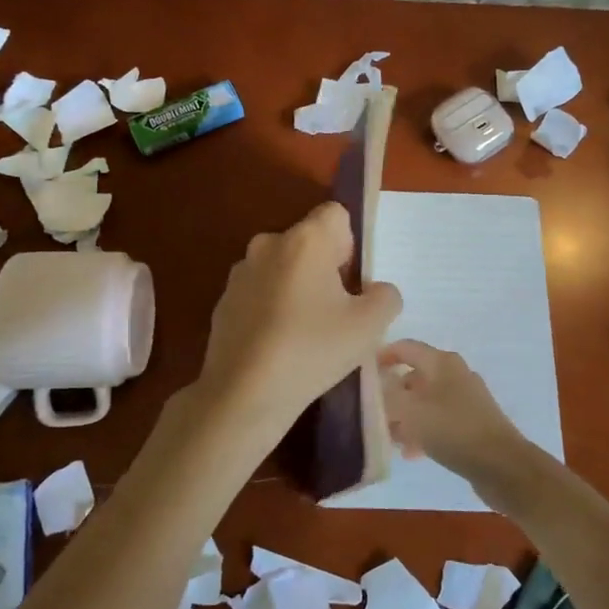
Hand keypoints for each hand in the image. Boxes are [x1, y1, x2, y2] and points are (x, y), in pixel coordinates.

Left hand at [192, 202, 402, 449]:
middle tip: (335, 313)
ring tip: (305, 334)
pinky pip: (259, 293)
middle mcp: (268, 243)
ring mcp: (240, 272)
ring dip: (296, 289)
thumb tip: (376, 291)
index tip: (350, 282)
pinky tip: (278, 346)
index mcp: (305, 240)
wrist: (244, 395)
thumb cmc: (312, 350)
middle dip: (324, 268)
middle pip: (308, 242)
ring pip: (282, 268)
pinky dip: (271, 309)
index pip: (335, 214)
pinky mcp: (223, 300)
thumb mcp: (370, 326)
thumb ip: (385, 297)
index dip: (349, 244)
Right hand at [379, 340, 527, 487]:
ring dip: (405, 417)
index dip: (382, 356)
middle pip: (414, 375)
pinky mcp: (472, 422)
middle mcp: (454, 373)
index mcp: (441, 362)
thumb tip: (375, 385)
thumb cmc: (452, 429)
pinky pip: (439, 420)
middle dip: (391, 393)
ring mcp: (466, 398)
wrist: (502, 465)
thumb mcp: (409, 411)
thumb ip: (386, 394)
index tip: (361, 373)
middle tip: (372, 412)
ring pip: (425, 401)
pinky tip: (411, 453)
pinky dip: (423, 431)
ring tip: (389, 438)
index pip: (405, 347)